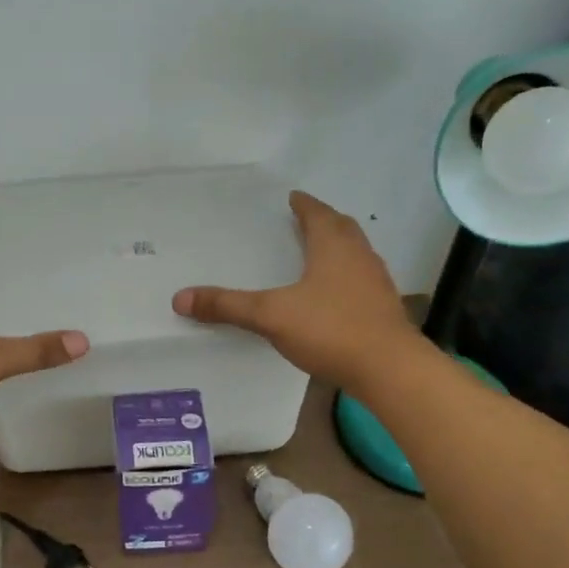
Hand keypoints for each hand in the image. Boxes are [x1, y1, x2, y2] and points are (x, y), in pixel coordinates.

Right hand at [172, 191, 420, 391]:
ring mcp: (376, 283)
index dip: (304, 205)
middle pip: (343, 228)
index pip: (318, 214)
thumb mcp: (271, 316)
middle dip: (324, 221)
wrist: (389, 369)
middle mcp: (359, 257)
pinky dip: (345, 276)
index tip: (293, 198)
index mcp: (334, 247)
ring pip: (356, 253)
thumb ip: (227, 306)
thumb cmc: (330, 329)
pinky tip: (332, 295)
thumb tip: (180, 298)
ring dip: (338, 247)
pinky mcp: (383, 308)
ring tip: (317, 253)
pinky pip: (361, 279)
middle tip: (305, 220)